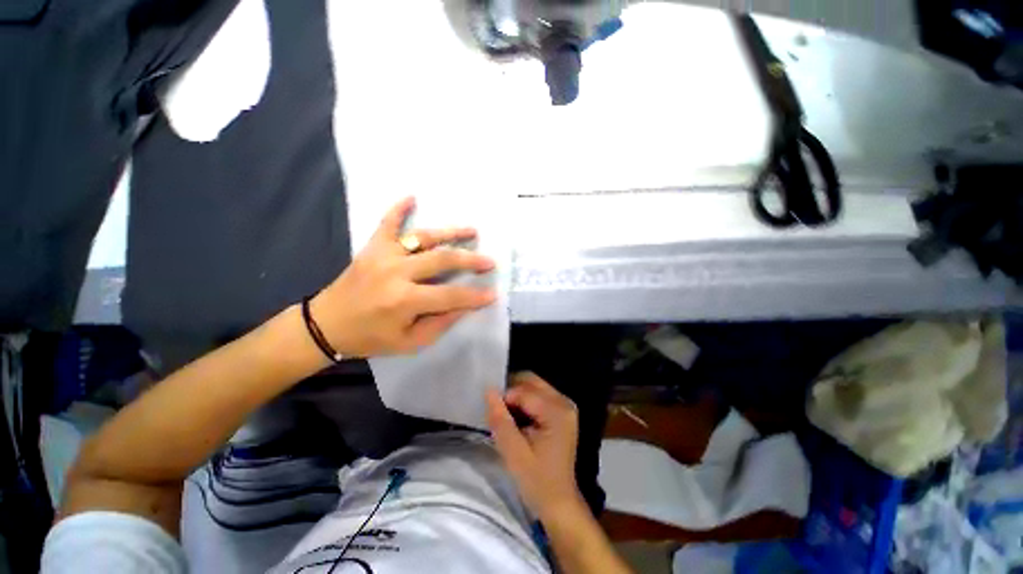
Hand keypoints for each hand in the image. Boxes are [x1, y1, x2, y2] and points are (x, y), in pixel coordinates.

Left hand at [312, 196, 496, 356]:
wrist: (326, 325)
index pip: (450, 296)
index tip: (493, 294)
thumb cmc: (370, 338)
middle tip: (489, 261)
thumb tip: (465, 305)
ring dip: (450, 233)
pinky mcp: (372, 247)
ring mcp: (383, 255)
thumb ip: (440, 323)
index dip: (474, 296)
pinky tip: (412, 197)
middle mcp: (396, 273)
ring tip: (472, 231)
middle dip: (470, 260)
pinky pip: (387, 223)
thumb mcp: (409, 342)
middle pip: (442, 260)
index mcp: (404, 300)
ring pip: (423, 238)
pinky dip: (398, 208)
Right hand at [486, 372, 583, 519]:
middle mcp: (564, 402)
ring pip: (534, 386)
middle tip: (498, 411)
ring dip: (517, 395)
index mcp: (557, 411)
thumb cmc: (537, 482)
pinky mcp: (562, 411)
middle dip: (511, 391)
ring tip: (506, 416)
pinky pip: (539, 395)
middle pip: (532, 381)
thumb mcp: (514, 454)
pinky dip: (525, 401)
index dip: (505, 399)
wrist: (559, 503)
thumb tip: (489, 390)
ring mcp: (565, 405)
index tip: (493, 415)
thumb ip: (501, 420)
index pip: (524, 391)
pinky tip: (517, 418)